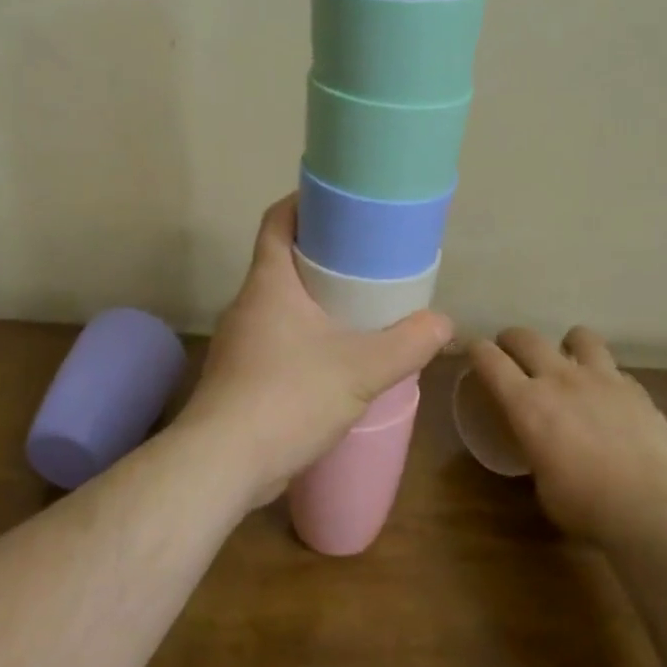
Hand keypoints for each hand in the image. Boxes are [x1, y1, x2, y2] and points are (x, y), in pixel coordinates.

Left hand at [179, 195, 453, 506]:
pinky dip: (305, 336)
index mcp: (269, 283)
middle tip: (367, 259)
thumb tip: (444, 324)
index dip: (304, 202)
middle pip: (282, 260)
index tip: (339, 203)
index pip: (277, 220)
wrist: (221, 464)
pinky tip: (334, 359)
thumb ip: (408, 344)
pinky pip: (276, 339)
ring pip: (280, 303)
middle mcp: (247, 303)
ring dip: (314, 300)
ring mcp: (239, 341)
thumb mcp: (361, 369)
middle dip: (322, 255)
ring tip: (358, 308)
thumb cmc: (288, 397)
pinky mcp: (239, 375)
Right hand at [468, 327, 666, 542]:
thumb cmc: (584, 505)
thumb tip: (543, 447)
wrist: (649, 505)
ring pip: (579, 336)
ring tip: (569, 359)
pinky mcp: (634, 388)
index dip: (477, 350)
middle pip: (527, 338)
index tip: (474, 351)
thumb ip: (536, 450)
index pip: (490, 360)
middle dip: (512, 339)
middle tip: (511, 350)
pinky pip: (614, 368)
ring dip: (568, 344)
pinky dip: (605, 377)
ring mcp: (601, 378)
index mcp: (526, 403)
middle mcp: (559, 379)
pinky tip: (609, 396)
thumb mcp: (541, 482)